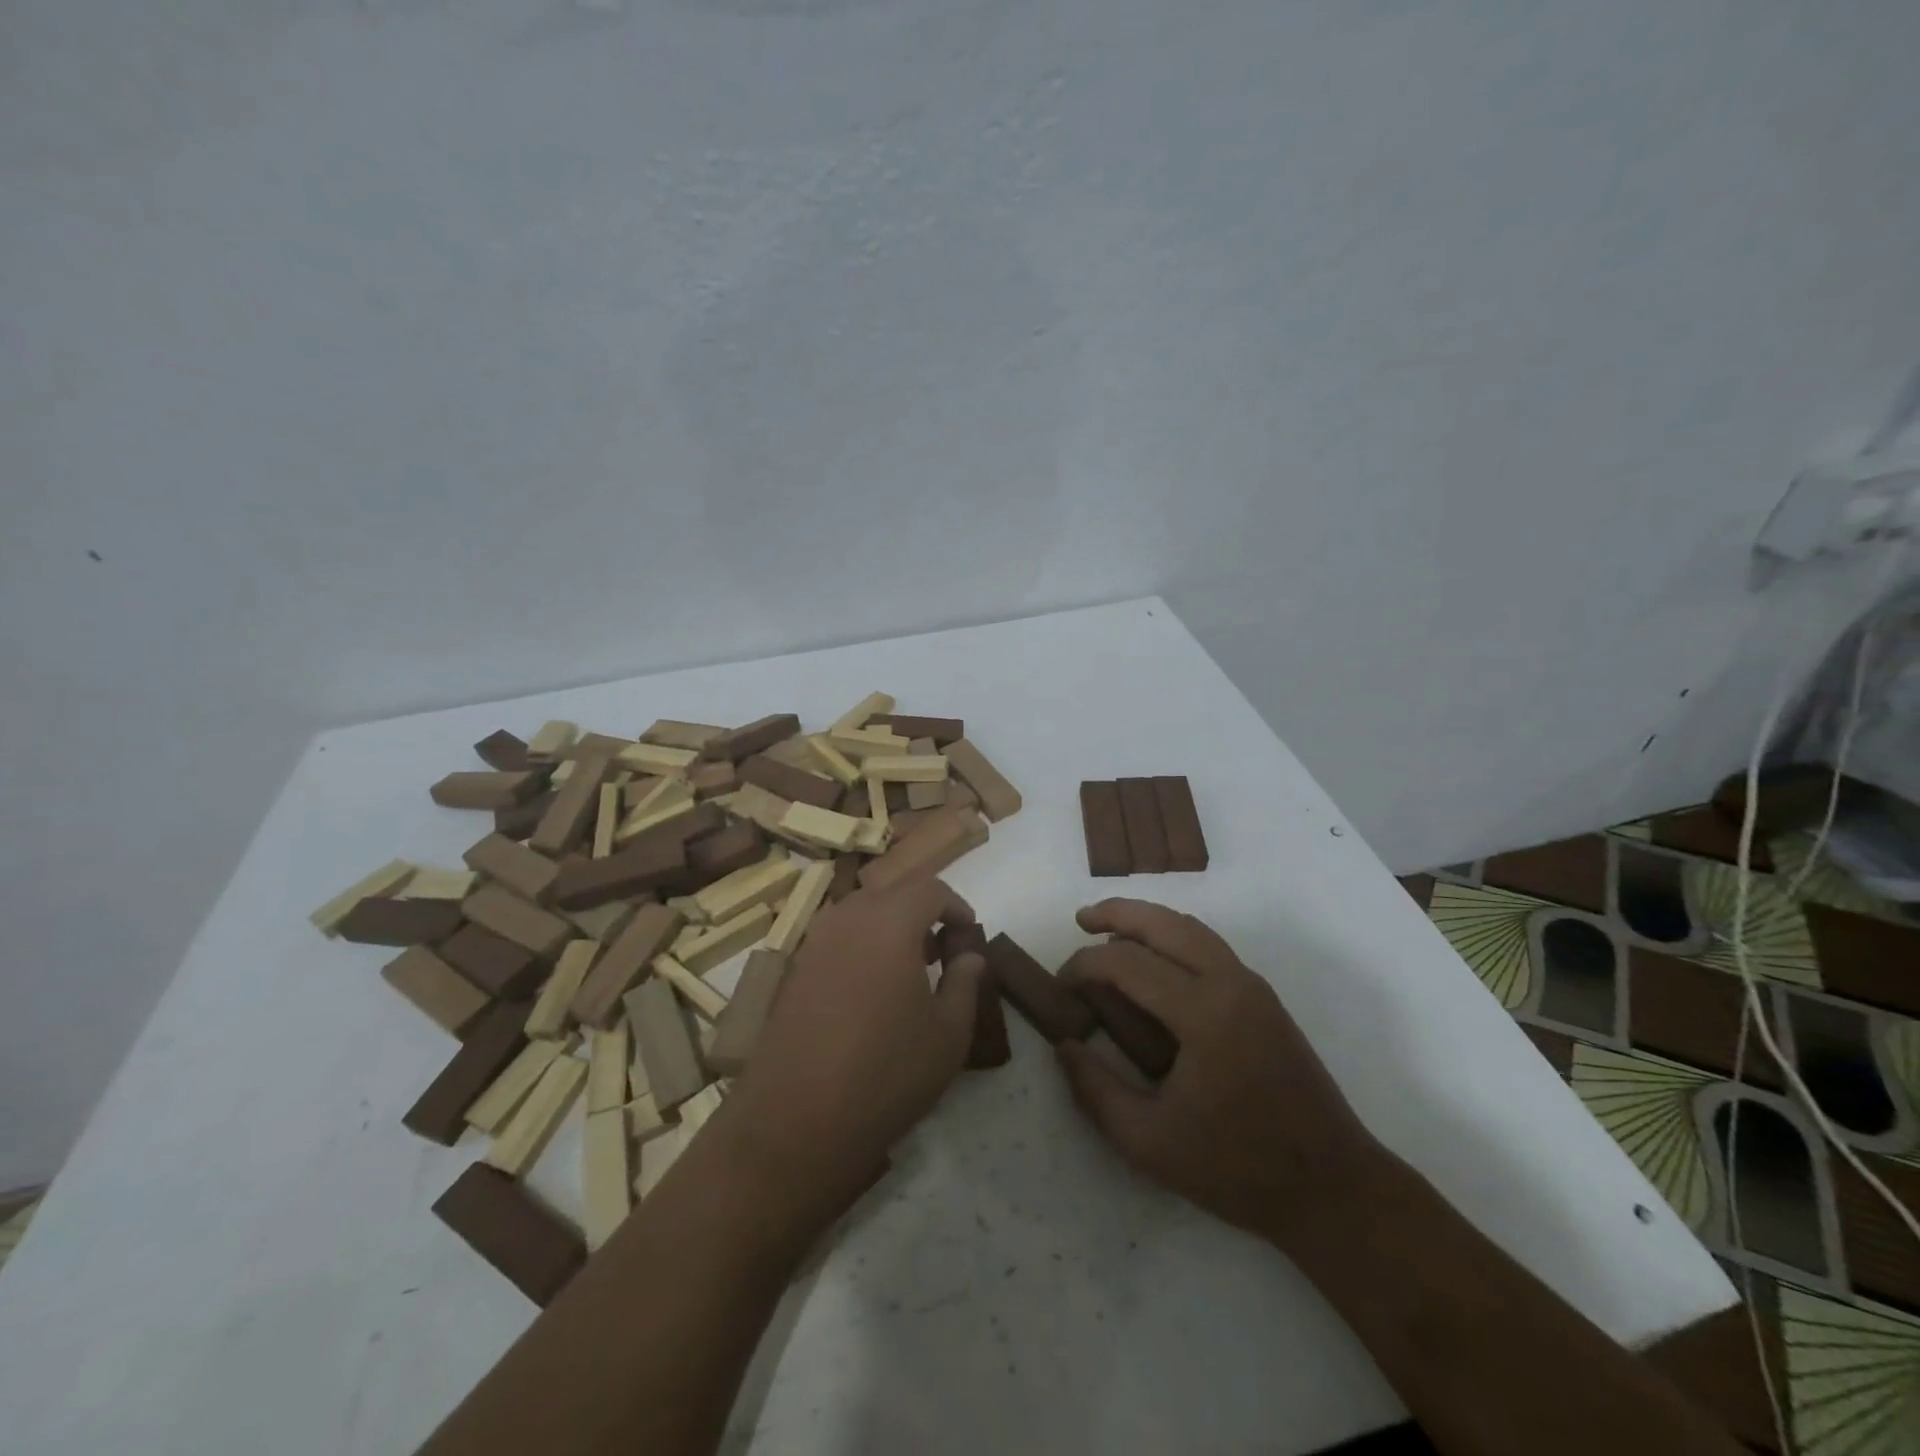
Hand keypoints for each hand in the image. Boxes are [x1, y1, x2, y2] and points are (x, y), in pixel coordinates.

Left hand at [723, 876, 984, 1203]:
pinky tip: (871, 989)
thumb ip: (964, 983)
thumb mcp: (948, 1034)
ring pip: (861, 911)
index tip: (969, 936)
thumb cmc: (886, 1073)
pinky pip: (837, 936)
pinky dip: (862, 944)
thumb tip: (969, 957)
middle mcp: (849, 919)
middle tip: (942, 950)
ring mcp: (815, 942)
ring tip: (908, 969)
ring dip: (890, 925)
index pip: (930, 888)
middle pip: (893, 892)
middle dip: (923, 911)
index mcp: (891, 922)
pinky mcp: (795, 969)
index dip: (956, 905)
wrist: (796, 1120)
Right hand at [1056, 899, 1380, 1244]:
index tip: (1060, 984)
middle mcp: (1230, 983)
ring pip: (1191, 929)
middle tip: (1081, 920)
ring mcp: (1253, 987)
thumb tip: (1064, 1046)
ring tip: (1111, 931)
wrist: (1333, 1189)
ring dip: (1148, 921)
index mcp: (1203, 1013)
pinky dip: (1174, 938)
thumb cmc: (1238, 1168)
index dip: (1085, 966)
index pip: (1128, 963)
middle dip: (1118, 913)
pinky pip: (1210, 947)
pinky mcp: (1264, 999)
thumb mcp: (1148, 1142)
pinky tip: (1155, 962)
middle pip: (1165, 923)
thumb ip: (1095, 1091)